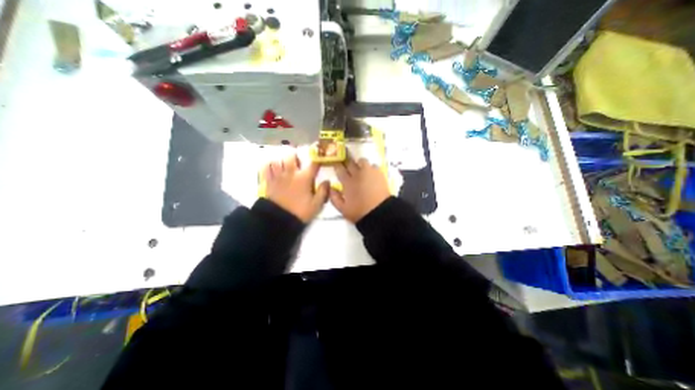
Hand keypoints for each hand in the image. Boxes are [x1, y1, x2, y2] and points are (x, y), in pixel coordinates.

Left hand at [262, 154, 328, 223]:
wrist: (279, 220)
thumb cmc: (300, 212)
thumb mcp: (316, 204)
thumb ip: (323, 191)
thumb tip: (327, 181)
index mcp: (304, 178)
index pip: (313, 164)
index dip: (317, 159)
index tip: (319, 157)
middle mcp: (291, 173)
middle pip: (292, 157)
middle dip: (295, 156)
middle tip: (298, 162)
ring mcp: (278, 176)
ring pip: (278, 161)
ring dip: (282, 161)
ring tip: (285, 165)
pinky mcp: (268, 182)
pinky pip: (266, 169)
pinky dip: (269, 166)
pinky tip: (273, 169)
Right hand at [330, 155, 388, 222]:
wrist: (379, 213)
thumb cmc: (359, 212)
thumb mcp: (342, 209)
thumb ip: (334, 197)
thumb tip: (331, 187)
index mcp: (347, 183)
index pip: (339, 169)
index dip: (337, 165)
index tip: (336, 164)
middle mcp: (357, 174)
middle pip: (350, 162)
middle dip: (347, 162)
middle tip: (347, 165)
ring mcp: (369, 172)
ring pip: (362, 161)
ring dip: (359, 164)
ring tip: (360, 169)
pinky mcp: (379, 174)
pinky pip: (373, 165)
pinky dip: (371, 168)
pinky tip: (371, 174)